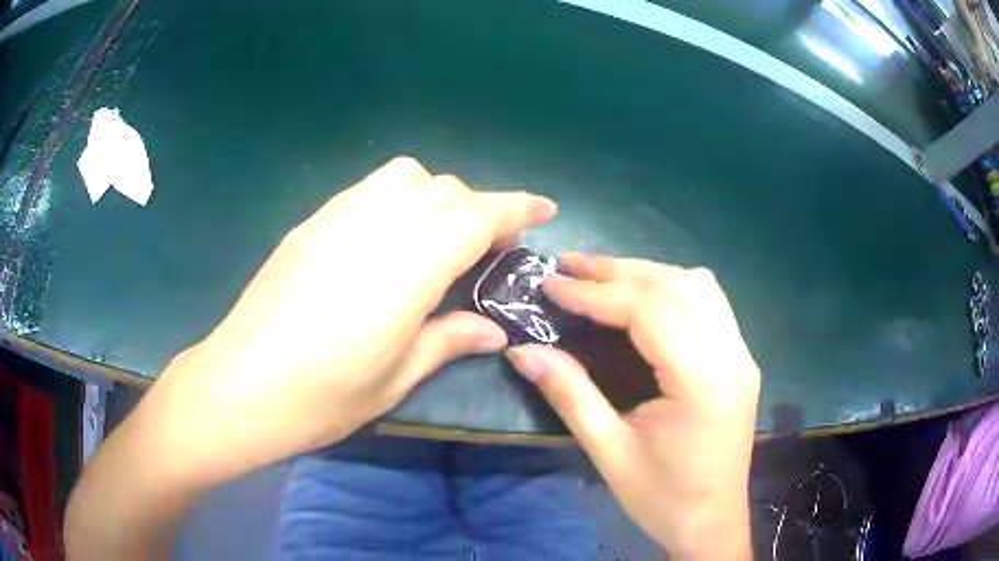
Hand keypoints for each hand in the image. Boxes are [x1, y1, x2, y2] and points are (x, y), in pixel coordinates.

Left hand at [129, 157, 556, 485]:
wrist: (240, 385)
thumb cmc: (322, 396)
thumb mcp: (395, 378)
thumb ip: (449, 340)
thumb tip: (493, 331)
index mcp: (406, 268)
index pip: (477, 216)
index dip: (517, 207)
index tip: (545, 208)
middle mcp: (375, 226)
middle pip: (444, 190)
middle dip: (479, 208)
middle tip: (486, 249)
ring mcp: (336, 217)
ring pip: (404, 176)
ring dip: (436, 195)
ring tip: (436, 237)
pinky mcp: (310, 222)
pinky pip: (367, 189)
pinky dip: (396, 198)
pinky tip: (386, 238)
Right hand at [506, 253, 759, 558]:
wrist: (712, 522)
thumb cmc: (661, 497)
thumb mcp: (608, 452)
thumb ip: (569, 394)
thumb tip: (522, 351)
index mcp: (703, 384)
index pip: (650, 312)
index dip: (597, 293)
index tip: (552, 283)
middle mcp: (732, 357)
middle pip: (676, 287)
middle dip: (618, 271)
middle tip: (568, 266)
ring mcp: (742, 354)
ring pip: (698, 286)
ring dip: (646, 273)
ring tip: (601, 276)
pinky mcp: (741, 359)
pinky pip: (711, 302)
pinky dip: (673, 287)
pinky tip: (645, 296)